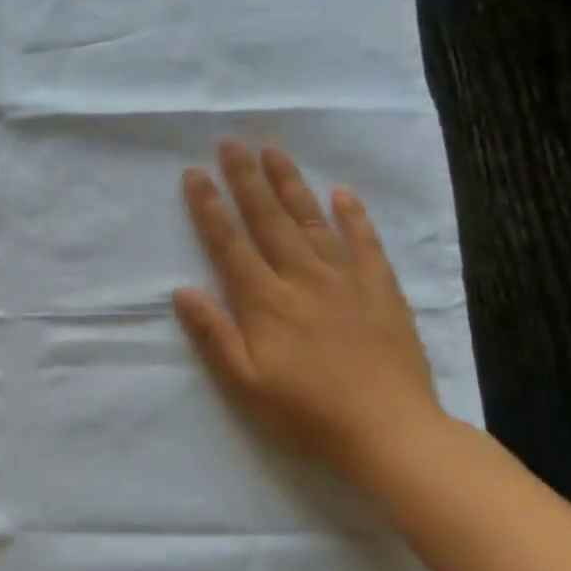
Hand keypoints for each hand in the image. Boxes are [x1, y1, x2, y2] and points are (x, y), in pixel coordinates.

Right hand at [173, 142, 444, 482]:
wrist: (387, 429)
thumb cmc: (304, 411)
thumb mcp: (244, 382)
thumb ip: (213, 334)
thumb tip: (182, 291)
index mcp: (265, 301)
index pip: (229, 244)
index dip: (209, 208)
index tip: (194, 174)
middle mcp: (302, 278)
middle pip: (268, 219)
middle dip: (246, 179)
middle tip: (231, 142)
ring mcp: (345, 280)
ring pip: (312, 220)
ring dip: (290, 184)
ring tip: (273, 151)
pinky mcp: (380, 289)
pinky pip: (365, 242)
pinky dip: (353, 215)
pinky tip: (342, 193)